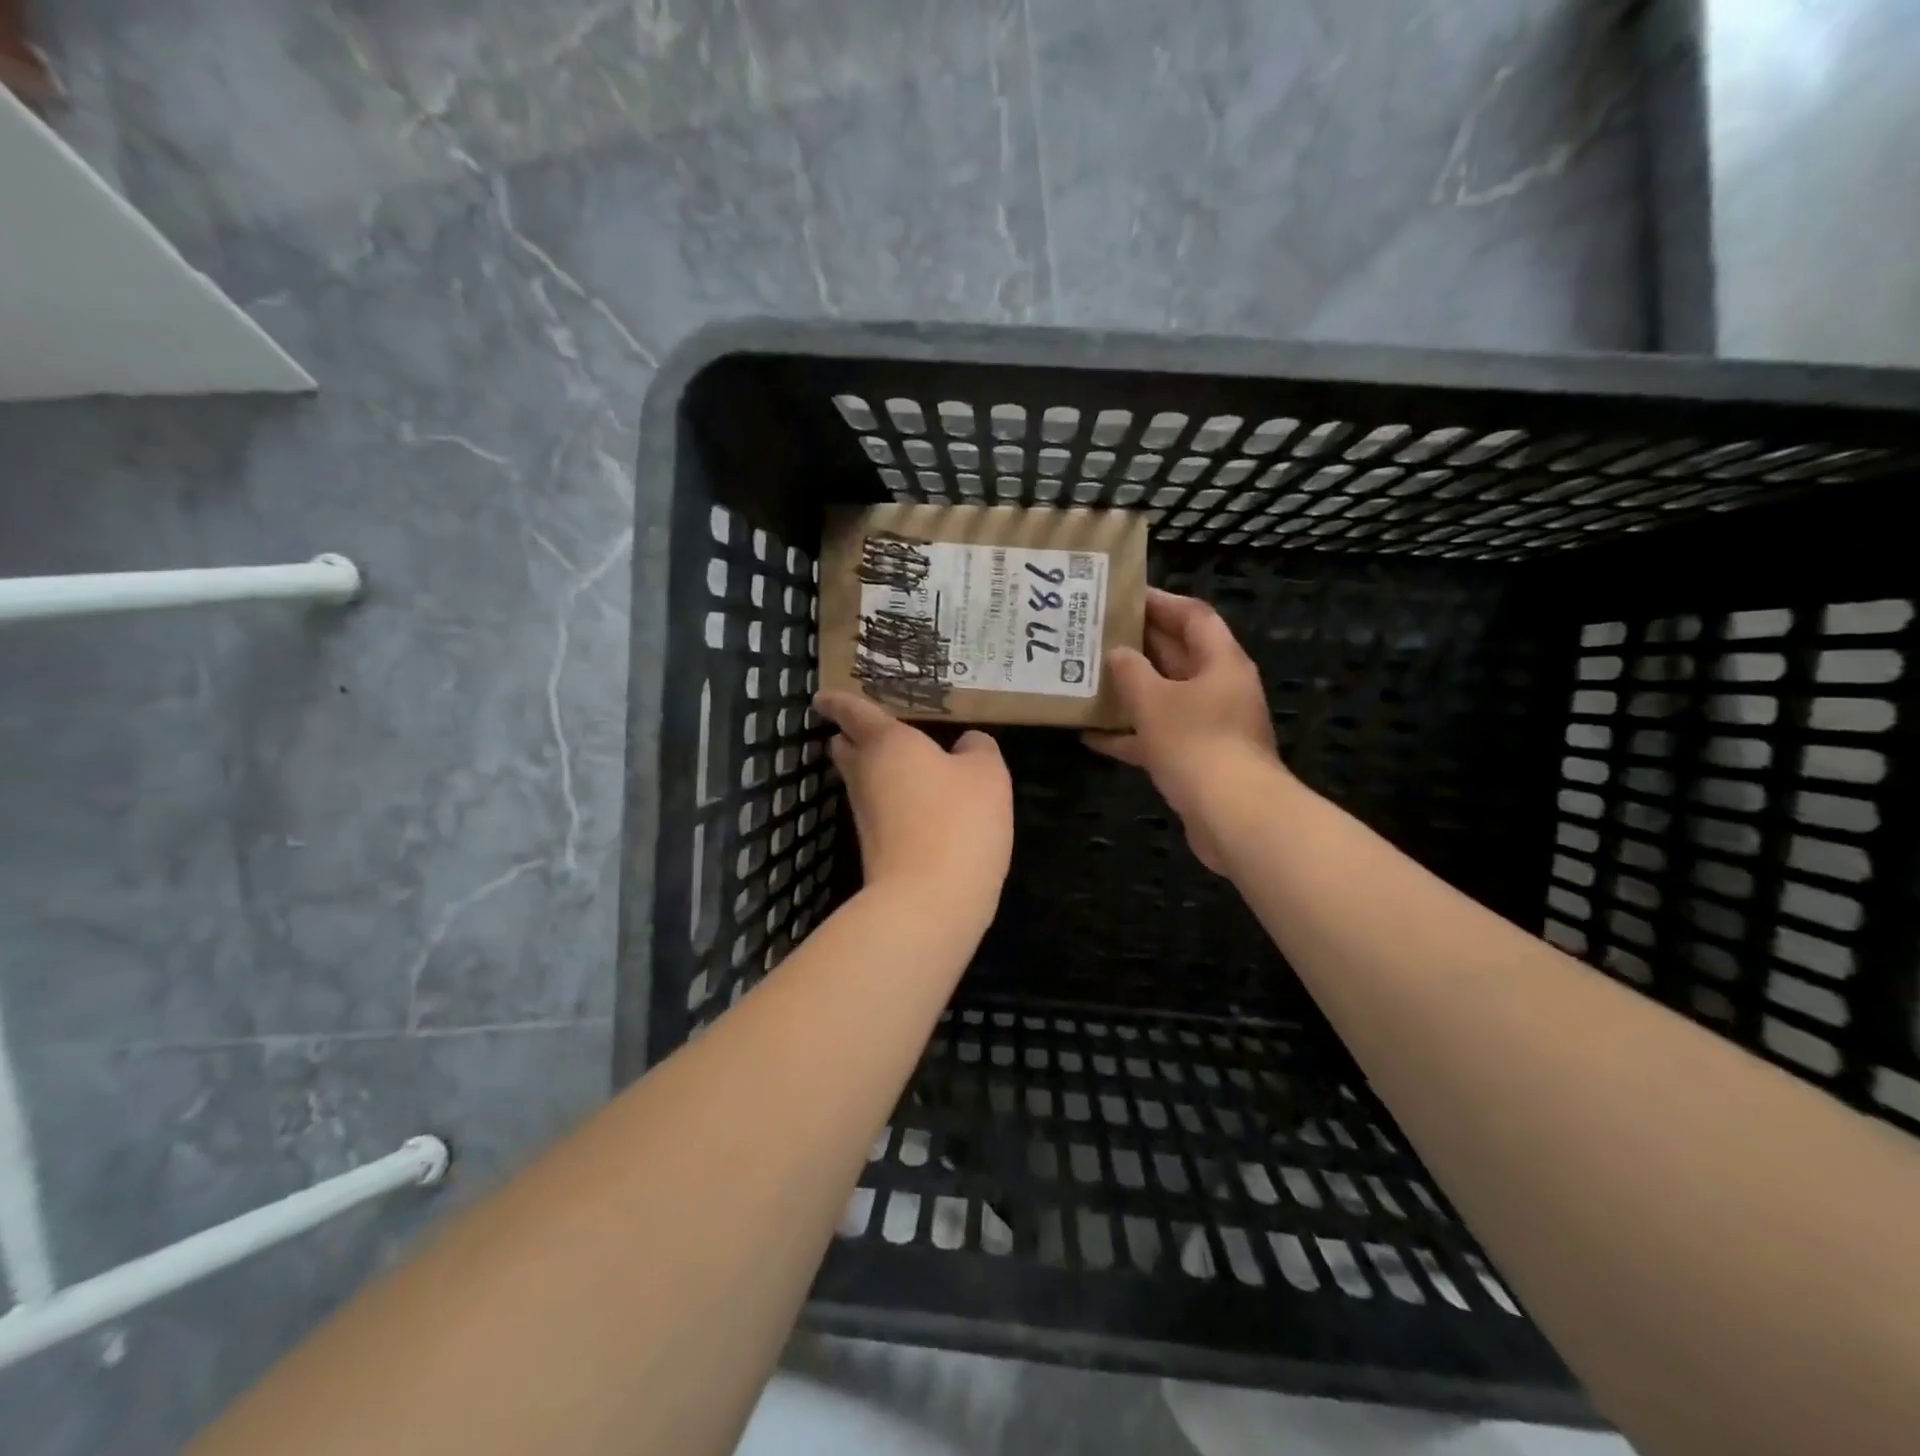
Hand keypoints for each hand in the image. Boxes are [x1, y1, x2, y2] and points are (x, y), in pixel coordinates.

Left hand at [814, 691, 1013, 929]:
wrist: (929, 902)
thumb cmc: (958, 821)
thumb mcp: (988, 774)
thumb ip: (978, 749)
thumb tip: (967, 745)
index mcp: (887, 743)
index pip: (853, 711)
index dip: (838, 700)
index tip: (823, 697)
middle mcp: (865, 774)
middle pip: (846, 748)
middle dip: (852, 737)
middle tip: (872, 729)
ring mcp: (865, 815)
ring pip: (862, 781)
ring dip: (877, 771)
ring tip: (908, 764)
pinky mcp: (874, 848)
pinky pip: (880, 810)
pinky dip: (894, 801)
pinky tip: (921, 805)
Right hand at [1085, 588, 1280, 871]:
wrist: (1233, 816)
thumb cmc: (1195, 744)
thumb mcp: (1154, 700)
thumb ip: (1131, 672)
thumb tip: (1118, 654)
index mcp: (1220, 662)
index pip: (1193, 616)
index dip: (1160, 602)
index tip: (1123, 596)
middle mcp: (1220, 688)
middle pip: (1178, 655)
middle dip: (1139, 645)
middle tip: (1095, 635)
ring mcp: (1211, 725)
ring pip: (1166, 697)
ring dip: (1131, 691)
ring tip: (1089, 680)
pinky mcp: (1198, 759)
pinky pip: (1160, 735)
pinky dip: (1131, 734)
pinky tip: (1092, 736)